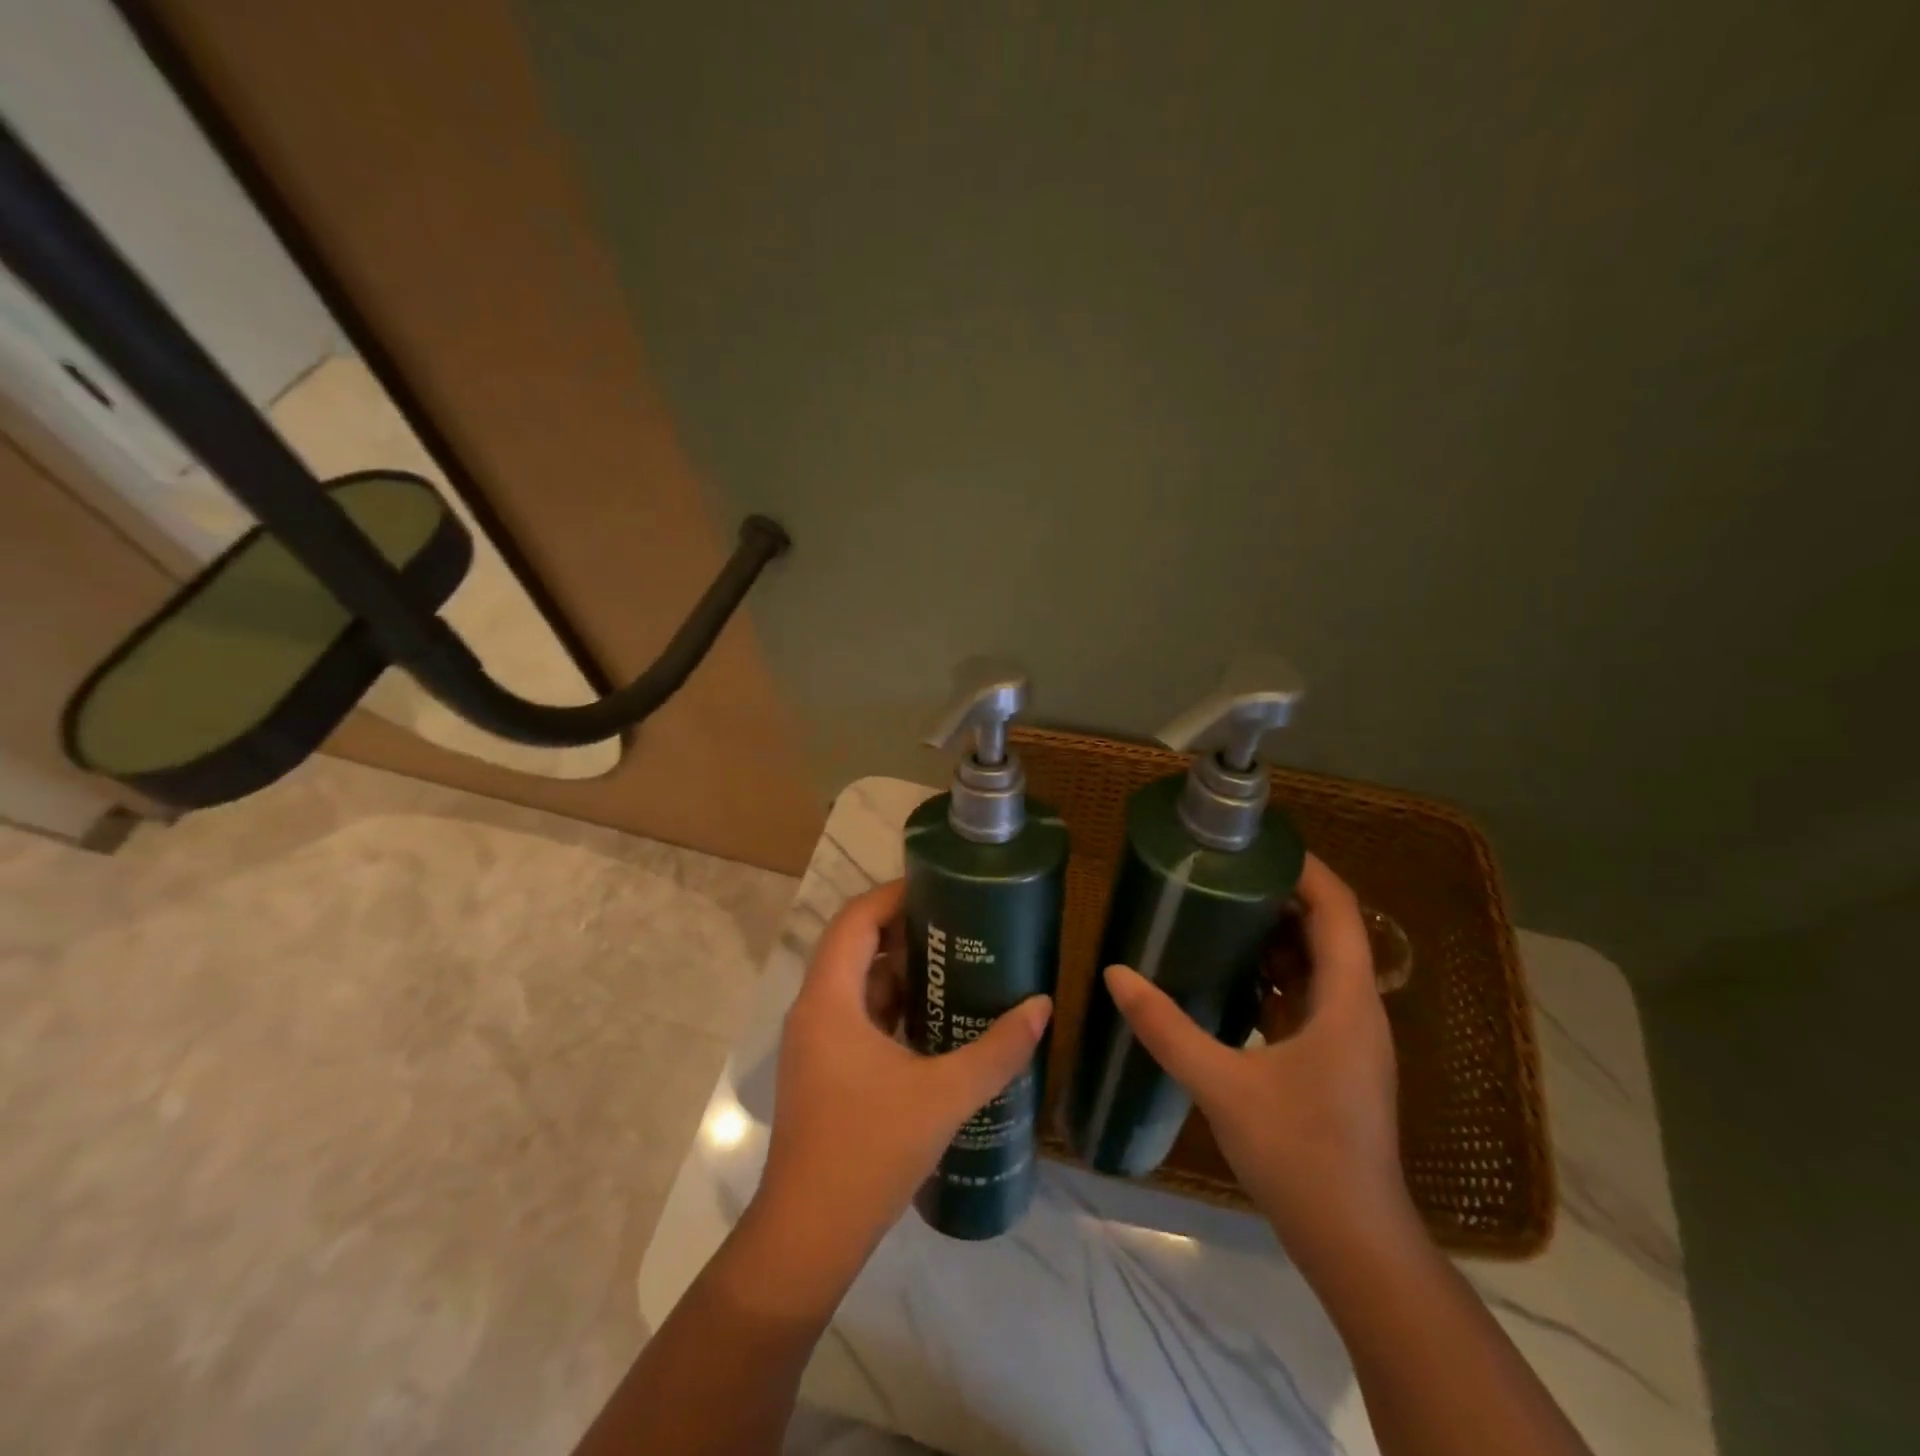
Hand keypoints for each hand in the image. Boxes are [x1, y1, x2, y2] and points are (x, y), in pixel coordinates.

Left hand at [750, 880, 1051, 1302]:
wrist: (809, 1235)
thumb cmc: (869, 1151)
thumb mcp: (943, 1095)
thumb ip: (996, 1050)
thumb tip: (1042, 1006)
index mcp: (829, 1000)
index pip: (855, 919)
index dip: (894, 895)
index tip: (941, 887)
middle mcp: (814, 1010)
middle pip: (854, 945)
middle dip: (904, 929)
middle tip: (958, 924)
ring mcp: (815, 1042)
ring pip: (854, 983)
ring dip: (898, 969)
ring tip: (954, 962)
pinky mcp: (822, 1070)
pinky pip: (856, 1015)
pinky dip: (890, 1005)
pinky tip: (933, 1018)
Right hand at [1103, 854, 1414, 1268]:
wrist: (1354, 1243)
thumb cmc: (1301, 1154)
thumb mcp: (1224, 1085)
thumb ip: (1167, 1028)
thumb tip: (1116, 974)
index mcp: (1347, 1001)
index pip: (1338, 910)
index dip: (1305, 868)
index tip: (1257, 843)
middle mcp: (1356, 1010)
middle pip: (1328, 930)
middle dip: (1280, 896)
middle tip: (1223, 872)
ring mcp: (1348, 1038)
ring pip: (1317, 965)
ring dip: (1275, 936)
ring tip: (1218, 910)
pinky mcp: (1333, 1061)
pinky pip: (1306, 998)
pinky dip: (1273, 976)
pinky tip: (1228, 976)